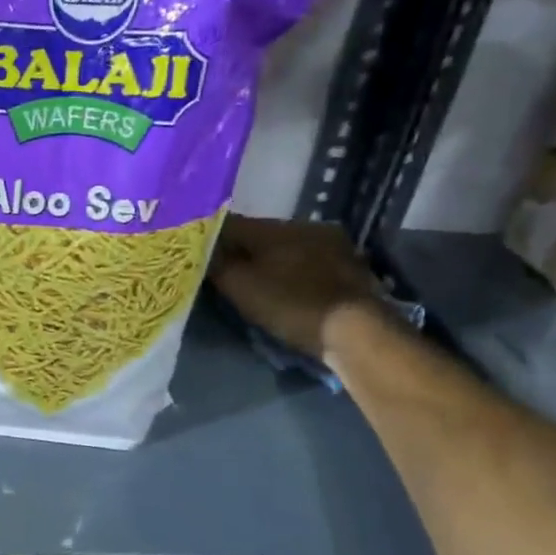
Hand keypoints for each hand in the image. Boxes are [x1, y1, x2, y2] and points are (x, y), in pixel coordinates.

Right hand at [210, 216, 381, 359]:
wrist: (356, 331)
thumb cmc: (291, 305)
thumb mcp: (241, 287)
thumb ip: (217, 264)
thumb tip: (200, 248)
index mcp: (275, 227)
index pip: (232, 224)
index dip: (212, 238)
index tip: (199, 253)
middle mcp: (305, 226)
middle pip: (261, 235)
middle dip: (243, 250)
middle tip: (228, 272)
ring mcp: (332, 245)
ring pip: (288, 248)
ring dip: (272, 261)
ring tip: (260, 283)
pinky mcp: (350, 267)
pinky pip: (309, 263)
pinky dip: (295, 272)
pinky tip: (291, 288)